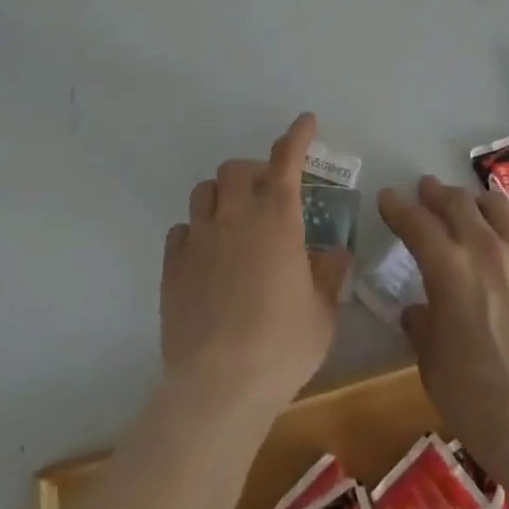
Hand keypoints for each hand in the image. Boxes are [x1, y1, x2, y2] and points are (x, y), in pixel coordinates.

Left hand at [161, 113, 349, 416]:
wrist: (219, 386)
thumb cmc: (282, 345)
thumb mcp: (323, 313)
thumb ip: (330, 276)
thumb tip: (336, 254)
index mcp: (278, 218)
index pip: (287, 159)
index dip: (297, 136)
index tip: (306, 122)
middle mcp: (236, 216)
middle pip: (236, 169)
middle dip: (253, 172)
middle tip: (267, 194)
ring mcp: (199, 239)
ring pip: (203, 192)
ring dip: (221, 196)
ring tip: (232, 220)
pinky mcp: (172, 267)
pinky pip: (181, 231)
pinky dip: (195, 232)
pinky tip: (205, 256)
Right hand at [379, 175, 508, 469]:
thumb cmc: (474, 397)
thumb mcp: (431, 362)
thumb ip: (422, 326)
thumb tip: (418, 311)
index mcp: (448, 268)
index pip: (416, 223)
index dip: (397, 207)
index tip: (387, 197)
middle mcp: (484, 250)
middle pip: (457, 203)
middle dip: (436, 193)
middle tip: (426, 190)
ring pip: (495, 208)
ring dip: (474, 201)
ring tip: (467, 206)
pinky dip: (504, 228)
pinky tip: (501, 242)